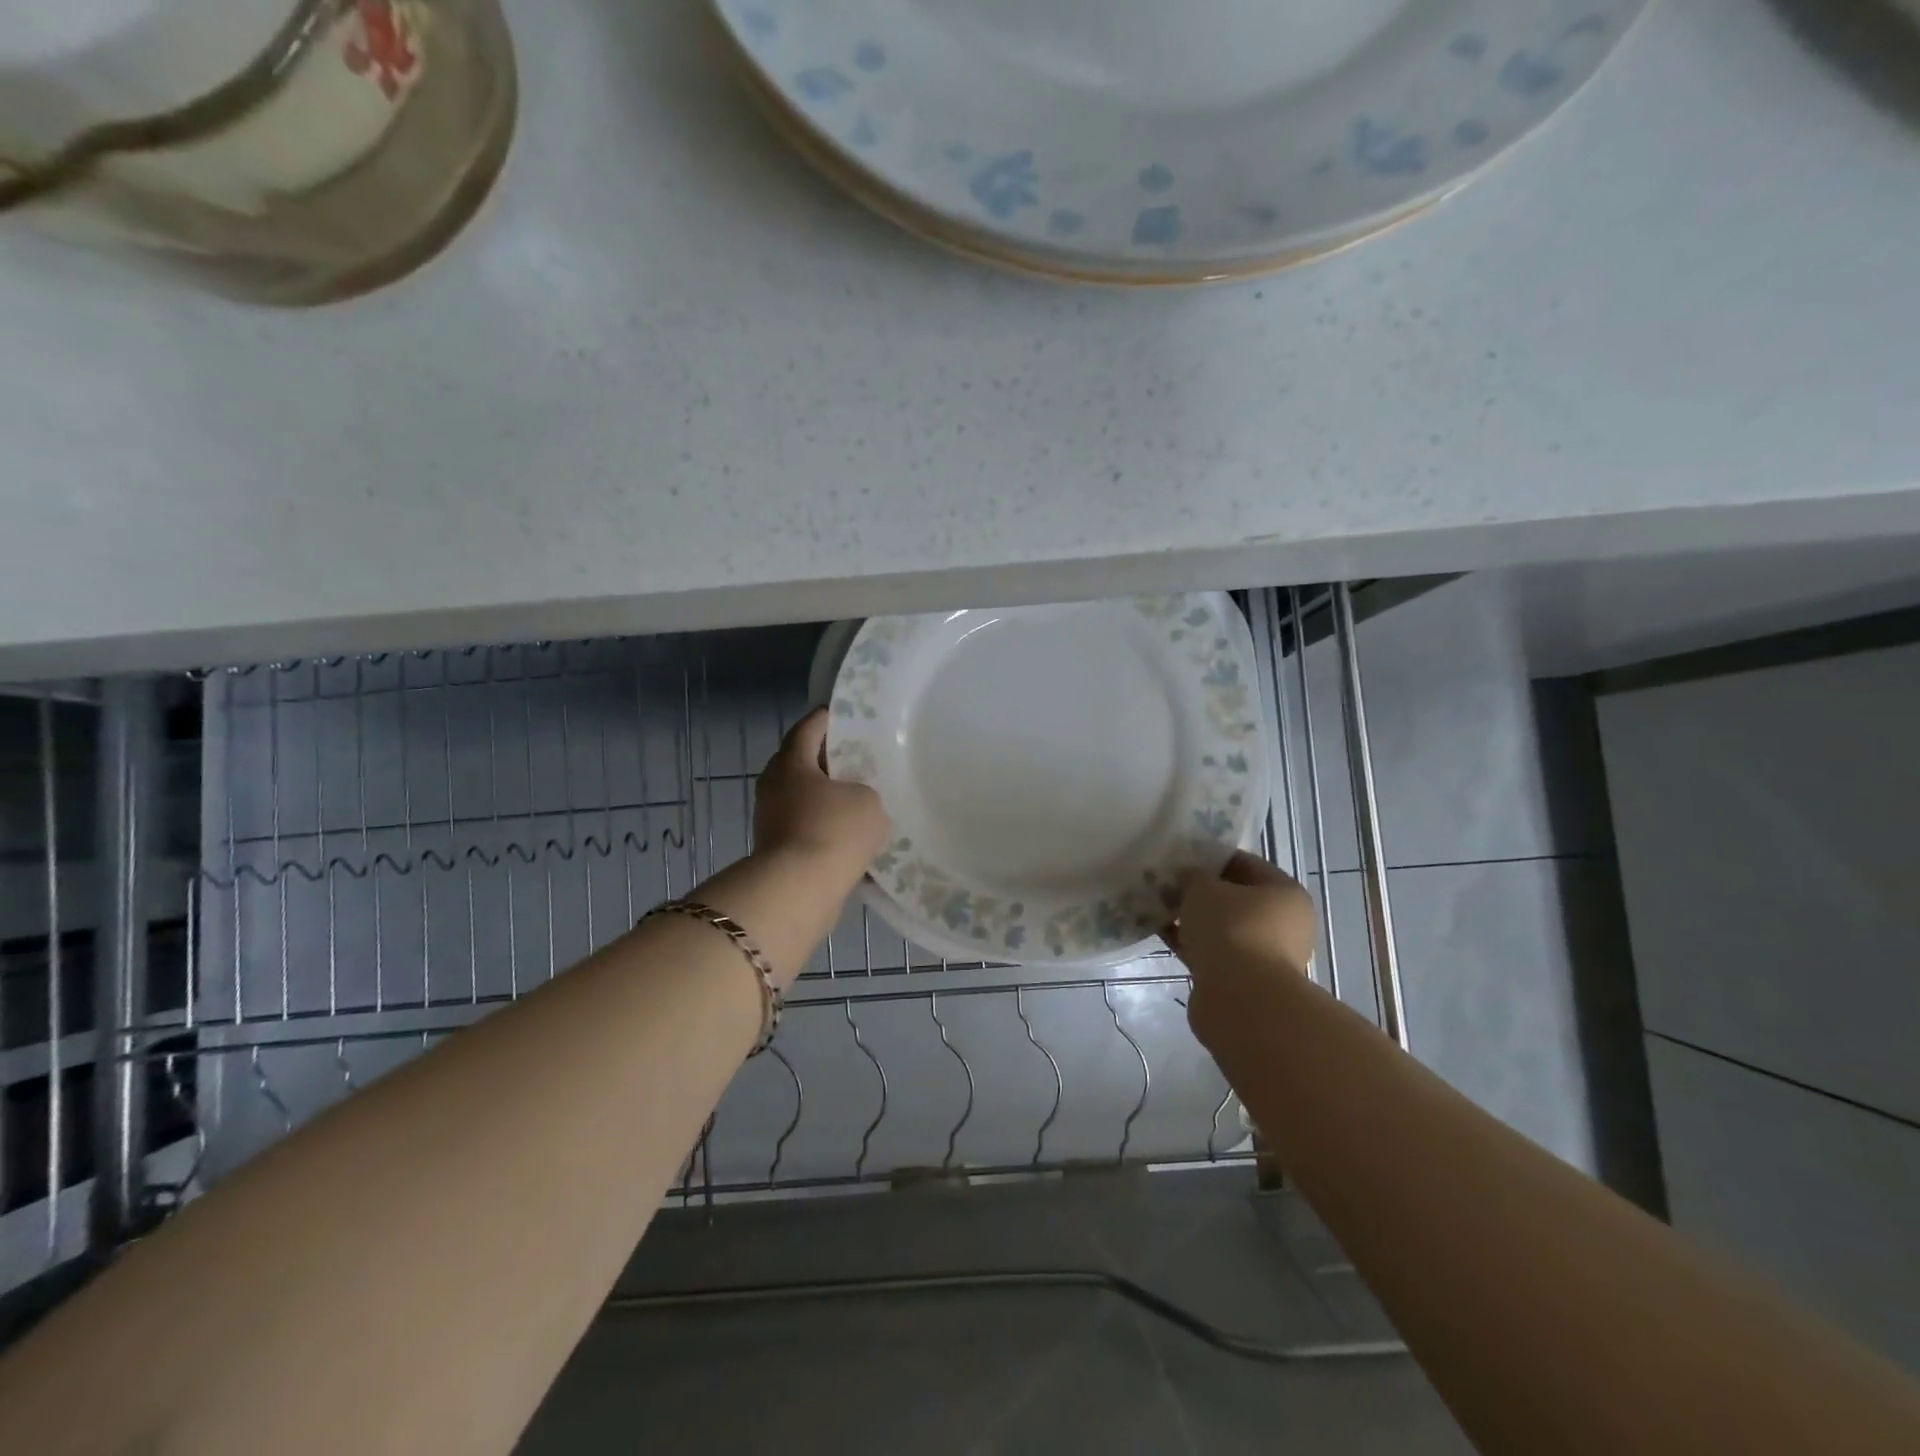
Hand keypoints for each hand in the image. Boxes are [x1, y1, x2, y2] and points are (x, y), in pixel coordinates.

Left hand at [754, 709, 890, 884]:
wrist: (798, 891)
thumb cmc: (833, 831)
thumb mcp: (868, 801)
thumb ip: (864, 791)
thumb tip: (853, 803)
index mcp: (791, 763)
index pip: (808, 727)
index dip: (828, 718)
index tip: (848, 716)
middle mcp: (774, 786)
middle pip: (803, 763)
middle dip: (829, 760)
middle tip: (860, 759)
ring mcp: (772, 820)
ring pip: (805, 799)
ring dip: (829, 798)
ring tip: (862, 800)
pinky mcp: (778, 851)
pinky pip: (807, 829)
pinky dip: (826, 829)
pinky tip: (853, 837)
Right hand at [1166, 852, 1318, 1051]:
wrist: (1240, 1000)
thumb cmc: (1231, 929)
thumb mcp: (1203, 889)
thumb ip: (1192, 876)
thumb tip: (1186, 876)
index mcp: (1285, 894)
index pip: (1246, 864)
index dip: (1212, 857)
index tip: (1181, 856)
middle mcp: (1282, 924)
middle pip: (1234, 898)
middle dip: (1199, 890)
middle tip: (1166, 881)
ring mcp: (1263, 954)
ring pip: (1220, 926)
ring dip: (1191, 917)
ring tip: (1157, 904)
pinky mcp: (1241, 979)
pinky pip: (1211, 950)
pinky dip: (1188, 941)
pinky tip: (1159, 930)